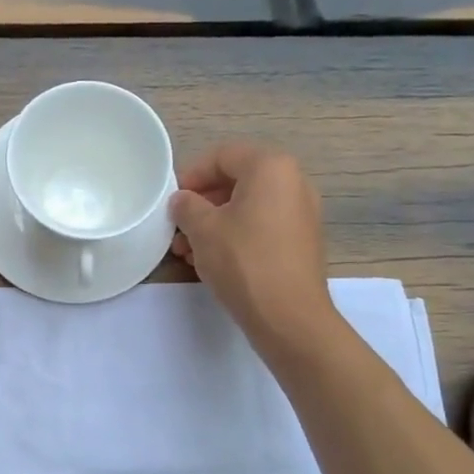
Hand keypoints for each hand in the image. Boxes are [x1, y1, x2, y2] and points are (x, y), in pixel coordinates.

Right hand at [170, 143, 333, 354]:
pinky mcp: (301, 241)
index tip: (172, 200)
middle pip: (236, 180)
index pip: (222, 155)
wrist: (289, 318)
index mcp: (271, 168)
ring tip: (187, 251)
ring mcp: (301, 213)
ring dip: (214, 223)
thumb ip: (186, 206)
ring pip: (247, 207)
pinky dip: (235, 235)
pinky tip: (211, 261)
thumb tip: (183, 201)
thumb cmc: (244, 262)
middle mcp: (293, 182)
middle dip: (201, 203)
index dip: (191, 174)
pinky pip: (261, 226)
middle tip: (177, 227)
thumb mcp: (203, 229)